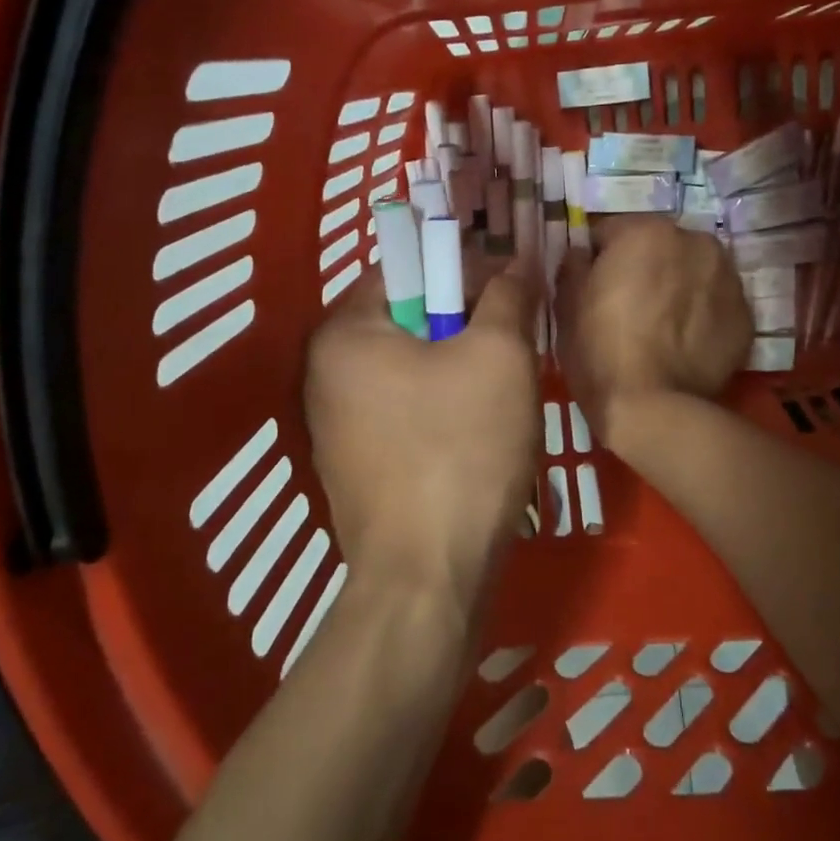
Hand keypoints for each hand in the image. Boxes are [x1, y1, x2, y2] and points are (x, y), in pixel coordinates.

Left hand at [304, 262, 540, 617]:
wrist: (428, 578)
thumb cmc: (461, 450)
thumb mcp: (500, 356)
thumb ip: (507, 296)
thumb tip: (516, 262)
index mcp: (343, 333)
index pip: (404, 269)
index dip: (461, 270)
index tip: (506, 291)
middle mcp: (323, 373)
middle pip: (406, 321)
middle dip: (462, 324)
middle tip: (512, 342)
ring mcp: (334, 424)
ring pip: (408, 369)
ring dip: (456, 368)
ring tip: (502, 390)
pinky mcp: (354, 464)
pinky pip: (403, 411)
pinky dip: (439, 408)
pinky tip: (476, 433)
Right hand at [554, 218, 751, 441]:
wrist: (655, 409)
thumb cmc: (600, 350)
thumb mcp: (567, 305)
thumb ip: (573, 265)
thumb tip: (581, 254)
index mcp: (646, 231)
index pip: (610, 232)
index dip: (597, 259)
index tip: (592, 287)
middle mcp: (695, 242)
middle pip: (659, 247)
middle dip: (644, 268)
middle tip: (627, 307)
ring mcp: (728, 278)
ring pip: (692, 272)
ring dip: (677, 287)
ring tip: (660, 327)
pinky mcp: (746, 316)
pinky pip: (714, 304)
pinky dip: (701, 315)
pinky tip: (683, 344)